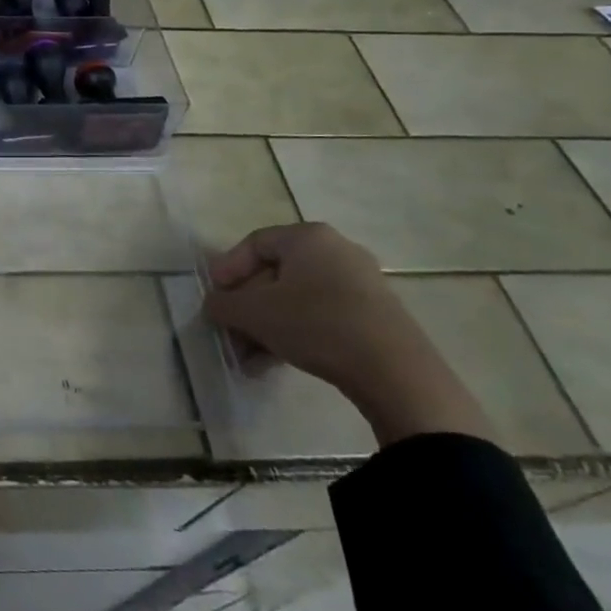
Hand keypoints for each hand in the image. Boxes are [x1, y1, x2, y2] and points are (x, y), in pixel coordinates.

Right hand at [203, 222, 494, 447]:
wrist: (396, 373)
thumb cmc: (316, 324)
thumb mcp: (255, 313)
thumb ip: (224, 305)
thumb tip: (214, 305)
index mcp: (308, 237)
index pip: (254, 243)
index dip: (227, 269)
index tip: (214, 297)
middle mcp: (336, 250)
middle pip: (275, 273)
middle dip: (247, 306)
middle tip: (229, 331)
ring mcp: (361, 283)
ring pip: (297, 299)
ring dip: (267, 326)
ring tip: (249, 357)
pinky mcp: (376, 315)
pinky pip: (322, 315)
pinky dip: (296, 333)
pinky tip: (277, 362)